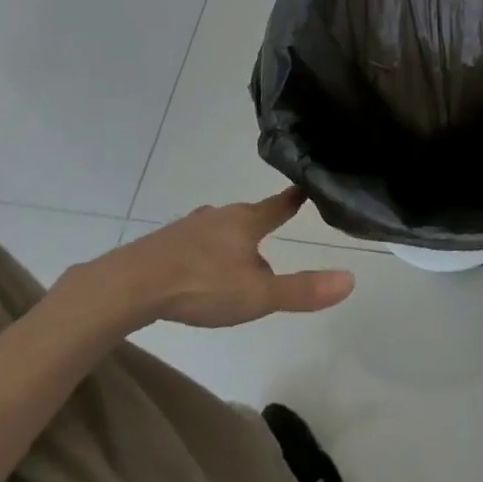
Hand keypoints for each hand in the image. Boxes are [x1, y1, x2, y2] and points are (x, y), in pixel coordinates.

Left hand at [58, 188, 354, 334]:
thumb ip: (302, 290)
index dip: (294, 198)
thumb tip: (350, 279)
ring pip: (218, 226)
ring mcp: (189, 227)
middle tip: (271, 229)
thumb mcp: (258, 296)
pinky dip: (203, 248)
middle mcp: (220, 216)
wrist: (132, 285)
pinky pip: (193, 240)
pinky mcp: (165, 242)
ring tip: (235, 254)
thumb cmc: (201, 285)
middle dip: (259, 222)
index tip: (305, 185)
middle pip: (247, 216)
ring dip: (230, 236)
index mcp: (246, 222)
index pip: (278, 205)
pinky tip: (198, 265)